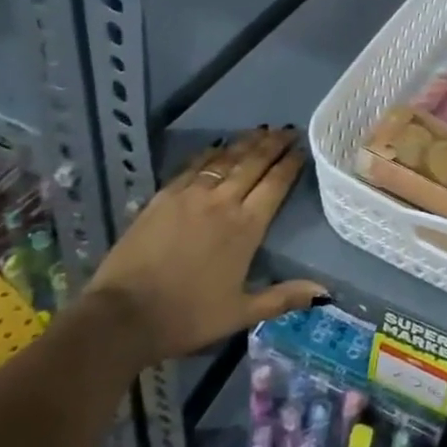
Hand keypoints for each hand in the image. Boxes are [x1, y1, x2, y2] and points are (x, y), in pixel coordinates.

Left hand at [84, 127, 326, 363]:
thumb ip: (283, 297)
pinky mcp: (163, 197)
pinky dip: (210, 154)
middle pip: (253, 163)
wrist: (123, 316)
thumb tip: (323, 291)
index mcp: (246, 227)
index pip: (275, 185)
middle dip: (273, 144)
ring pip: (225, 159)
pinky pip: (193, 166)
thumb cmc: (187, 316)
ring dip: (245, 143)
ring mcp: (190, 195)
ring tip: (260, 130)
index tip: (302, 148)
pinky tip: (217, 147)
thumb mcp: (241, 313)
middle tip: (287, 130)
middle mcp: (222, 202)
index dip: (291, 164)